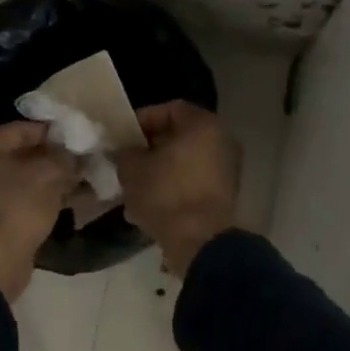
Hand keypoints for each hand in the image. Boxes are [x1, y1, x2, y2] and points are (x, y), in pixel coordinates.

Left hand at [0, 121, 79, 300]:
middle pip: (23, 154)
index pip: (21, 129)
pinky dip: (48, 197)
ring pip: (26, 179)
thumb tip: (77, 154)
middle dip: (56, 157)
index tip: (79, 136)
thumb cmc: (17, 205)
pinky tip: (78, 198)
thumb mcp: (48, 173)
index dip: (53, 131)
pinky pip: (25, 200)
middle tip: (85, 157)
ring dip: (56, 178)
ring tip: (88, 177)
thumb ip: (65, 157)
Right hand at [114, 101, 239, 275]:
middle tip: (127, 160)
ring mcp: (227, 168)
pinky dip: (174, 187)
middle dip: (150, 148)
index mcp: (203, 124)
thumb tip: (126, 151)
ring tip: (135, 185)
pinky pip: (193, 181)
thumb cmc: (165, 194)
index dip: (141, 121)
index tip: (121, 137)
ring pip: (185, 161)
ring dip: (160, 169)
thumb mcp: (132, 168)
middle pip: (179, 136)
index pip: (168, 109)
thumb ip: (125, 151)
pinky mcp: (225, 194)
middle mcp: (222, 140)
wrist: (199, 241)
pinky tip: (151, 203)